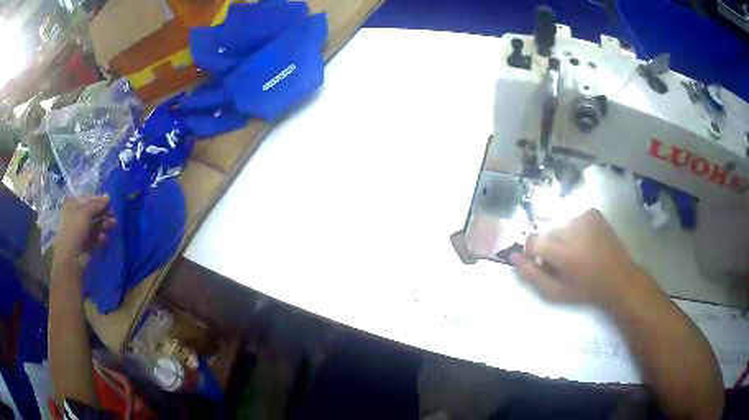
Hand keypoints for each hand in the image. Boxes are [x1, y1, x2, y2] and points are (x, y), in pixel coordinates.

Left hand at [52, 195, 115, 271]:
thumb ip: (96, 203)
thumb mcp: (85, 211)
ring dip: (104, 223)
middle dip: (103, 212)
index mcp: (73, 205)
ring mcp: (81, 231)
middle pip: (92, 212)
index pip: (87, 199)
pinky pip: (95, 238)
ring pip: (95, 224)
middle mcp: (76, 217)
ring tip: (113, 224)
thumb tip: (108, 197)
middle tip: (113, 214)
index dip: (98, 199)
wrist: (71, 257)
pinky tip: (103, 237)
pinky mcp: (87, 244)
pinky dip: (100, 237)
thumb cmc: (74, 229)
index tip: (109, 201)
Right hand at [510, 209, 653, 307]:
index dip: (535, 254)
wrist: (619, 278)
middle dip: (550, 247)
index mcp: (562, 250)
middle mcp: (571, 227)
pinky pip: (574, 219)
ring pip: (560, 226)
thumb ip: (531, 275)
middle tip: (564, 263)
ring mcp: (584, 216)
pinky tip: (587, 243)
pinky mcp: (593, 212)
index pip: (532, 241)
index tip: (545, 264)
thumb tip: (514, 256)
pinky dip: (575, 230)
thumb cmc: (586, 290)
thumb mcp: (555, 292)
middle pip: (547, 233)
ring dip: (563, 238)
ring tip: (578, 253)